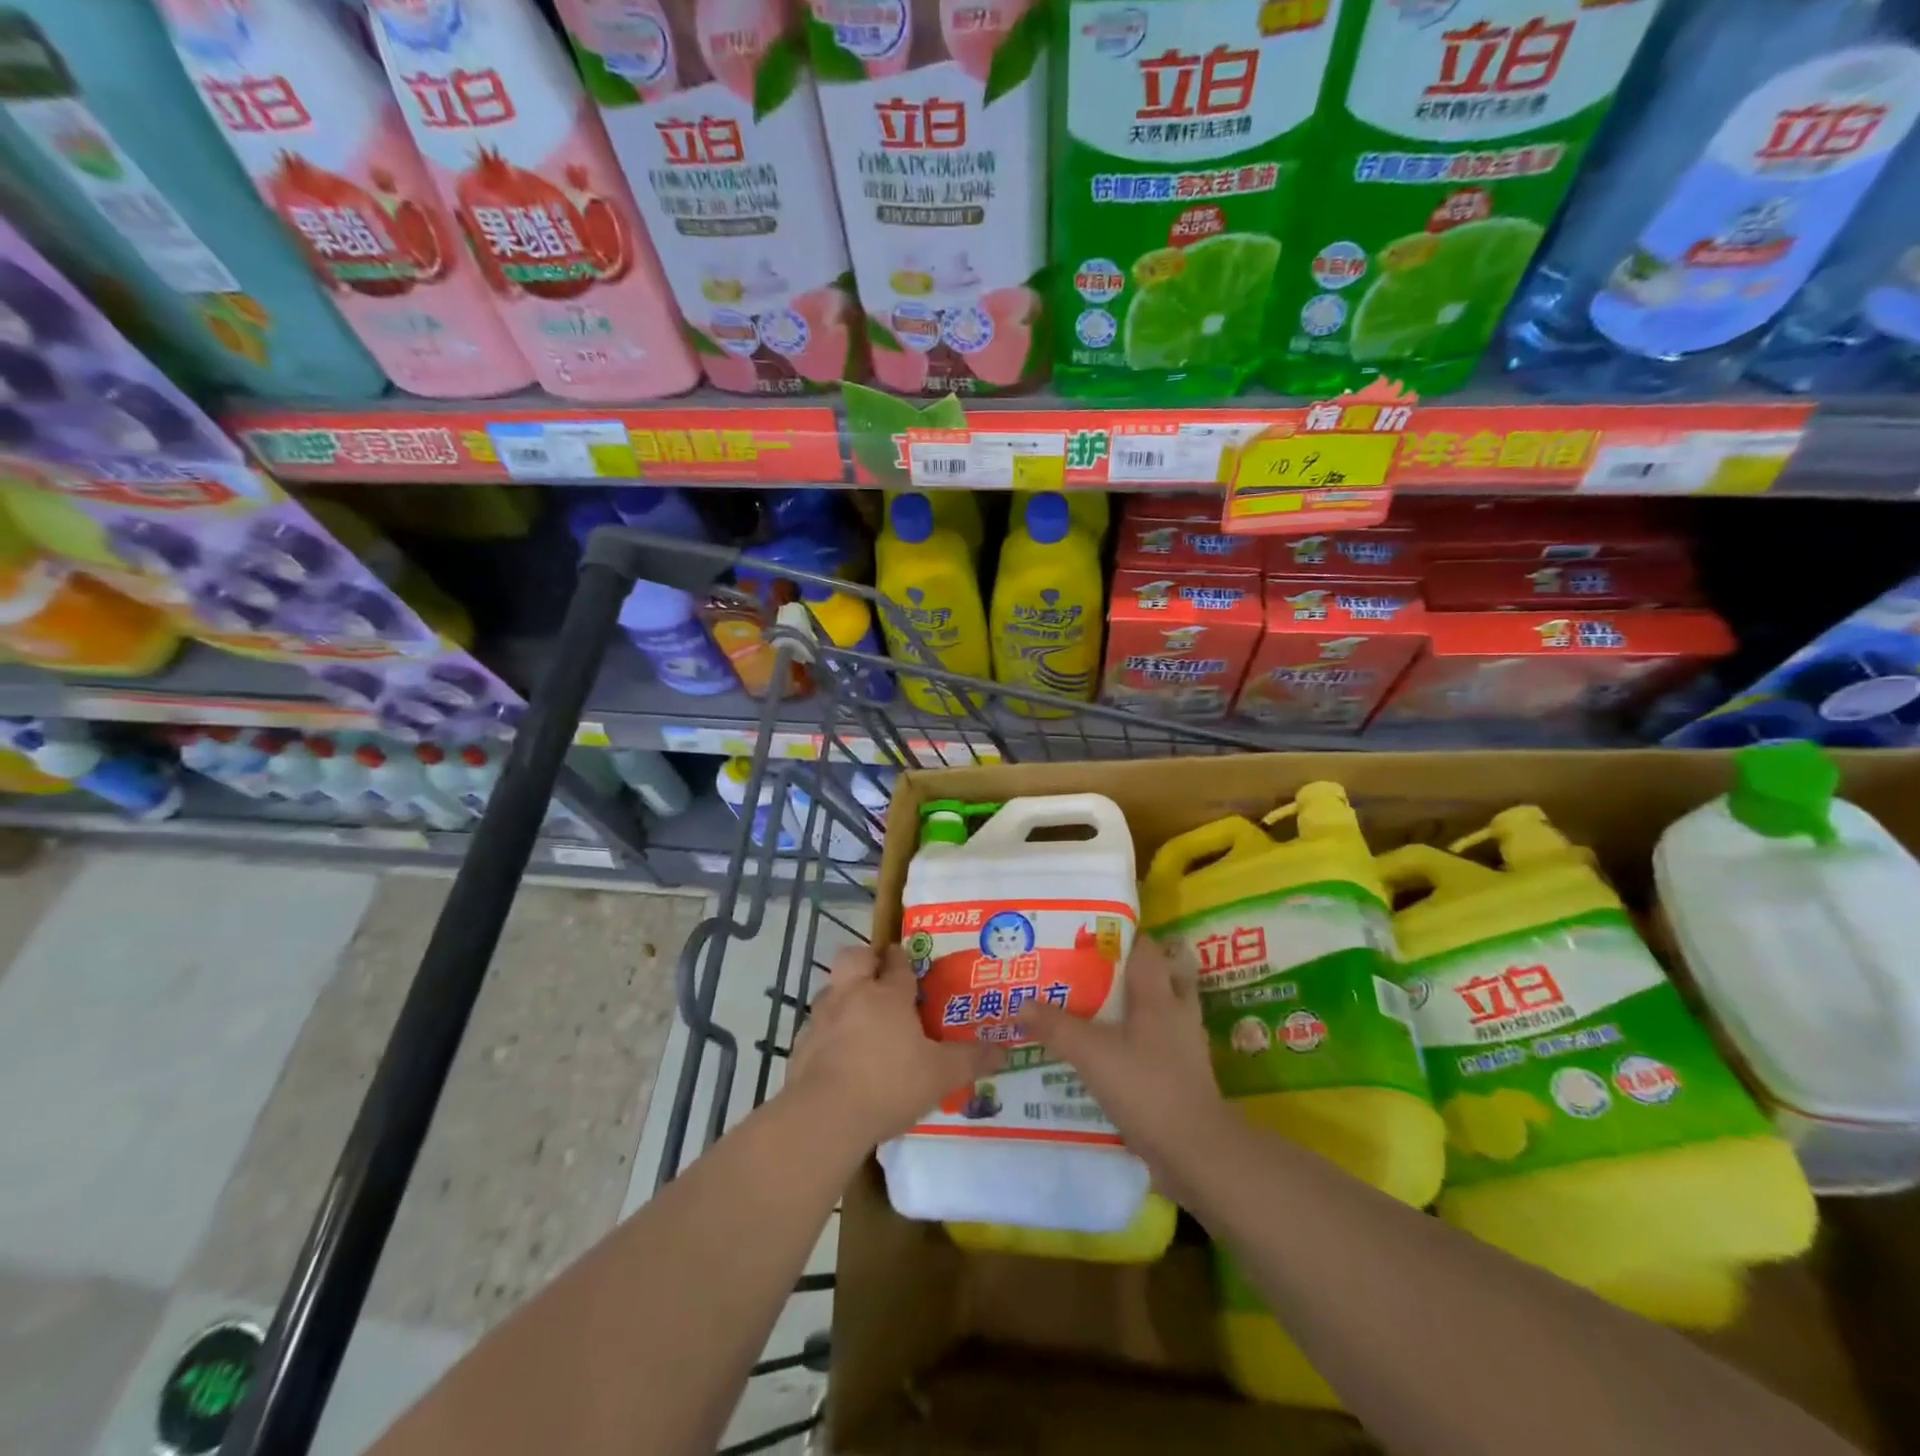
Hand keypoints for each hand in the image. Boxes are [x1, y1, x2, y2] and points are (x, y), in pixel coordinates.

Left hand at [785, 943, 1003, 1149]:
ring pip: (831, 989)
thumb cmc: (889, 1084)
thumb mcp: (941, 1076)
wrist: (824, 1116)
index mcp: (888, 995)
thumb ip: (970, 1060)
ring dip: (844, 994)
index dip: (903, 959)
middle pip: (854, 957)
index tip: (908, 960)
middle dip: (866, 958)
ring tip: (859, 1017)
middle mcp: (852, 995)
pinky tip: (838, 1054)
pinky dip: (827, 1032)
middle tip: (879, 973)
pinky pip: (816, 1026)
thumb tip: (1003, 1049)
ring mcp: (822, 1018)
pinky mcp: (801, 1045)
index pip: (897, 963)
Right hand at [1017, 937, 1229, 1189]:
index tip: (1090, 937)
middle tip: (1093, 972)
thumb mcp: (1092, 1054)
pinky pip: (1162, 1044)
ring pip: (1163, 1010)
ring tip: (1100, 1010)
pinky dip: (1141, 1041)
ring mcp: (1185, 1046)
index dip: (1121, 937)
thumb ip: (1056, 1027)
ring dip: (1138, 1007)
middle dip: (1131, 971)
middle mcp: (1177, 1012)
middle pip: (1161, 975)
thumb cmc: (1146, 1087)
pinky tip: (1115, 1052)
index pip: (1146, 948)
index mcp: (1159, 995)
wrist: (1197, 1152)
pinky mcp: (1185, 1076)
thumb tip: (1021, 1003)